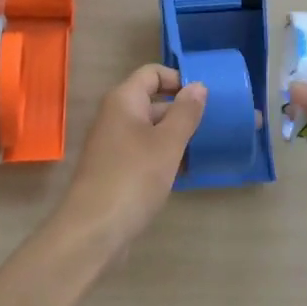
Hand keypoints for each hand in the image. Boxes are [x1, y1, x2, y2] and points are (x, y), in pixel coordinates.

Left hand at [49, 64, 206, 265]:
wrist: (92, 232)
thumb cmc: (133, 178)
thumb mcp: (167, 143)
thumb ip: (185, 112)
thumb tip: (198, 86)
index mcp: (124, 100)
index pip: (152, 73)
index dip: (179, 80)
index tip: (205, 98)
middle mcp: (115, 116)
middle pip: (152, 101)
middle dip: (182, 112)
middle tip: (213, 126)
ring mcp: (112, 144)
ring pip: (150, 130)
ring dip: (175, 137)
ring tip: (204, 150)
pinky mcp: (114, 170)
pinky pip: (143, 152)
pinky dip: (163, 157)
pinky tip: (184, 173)